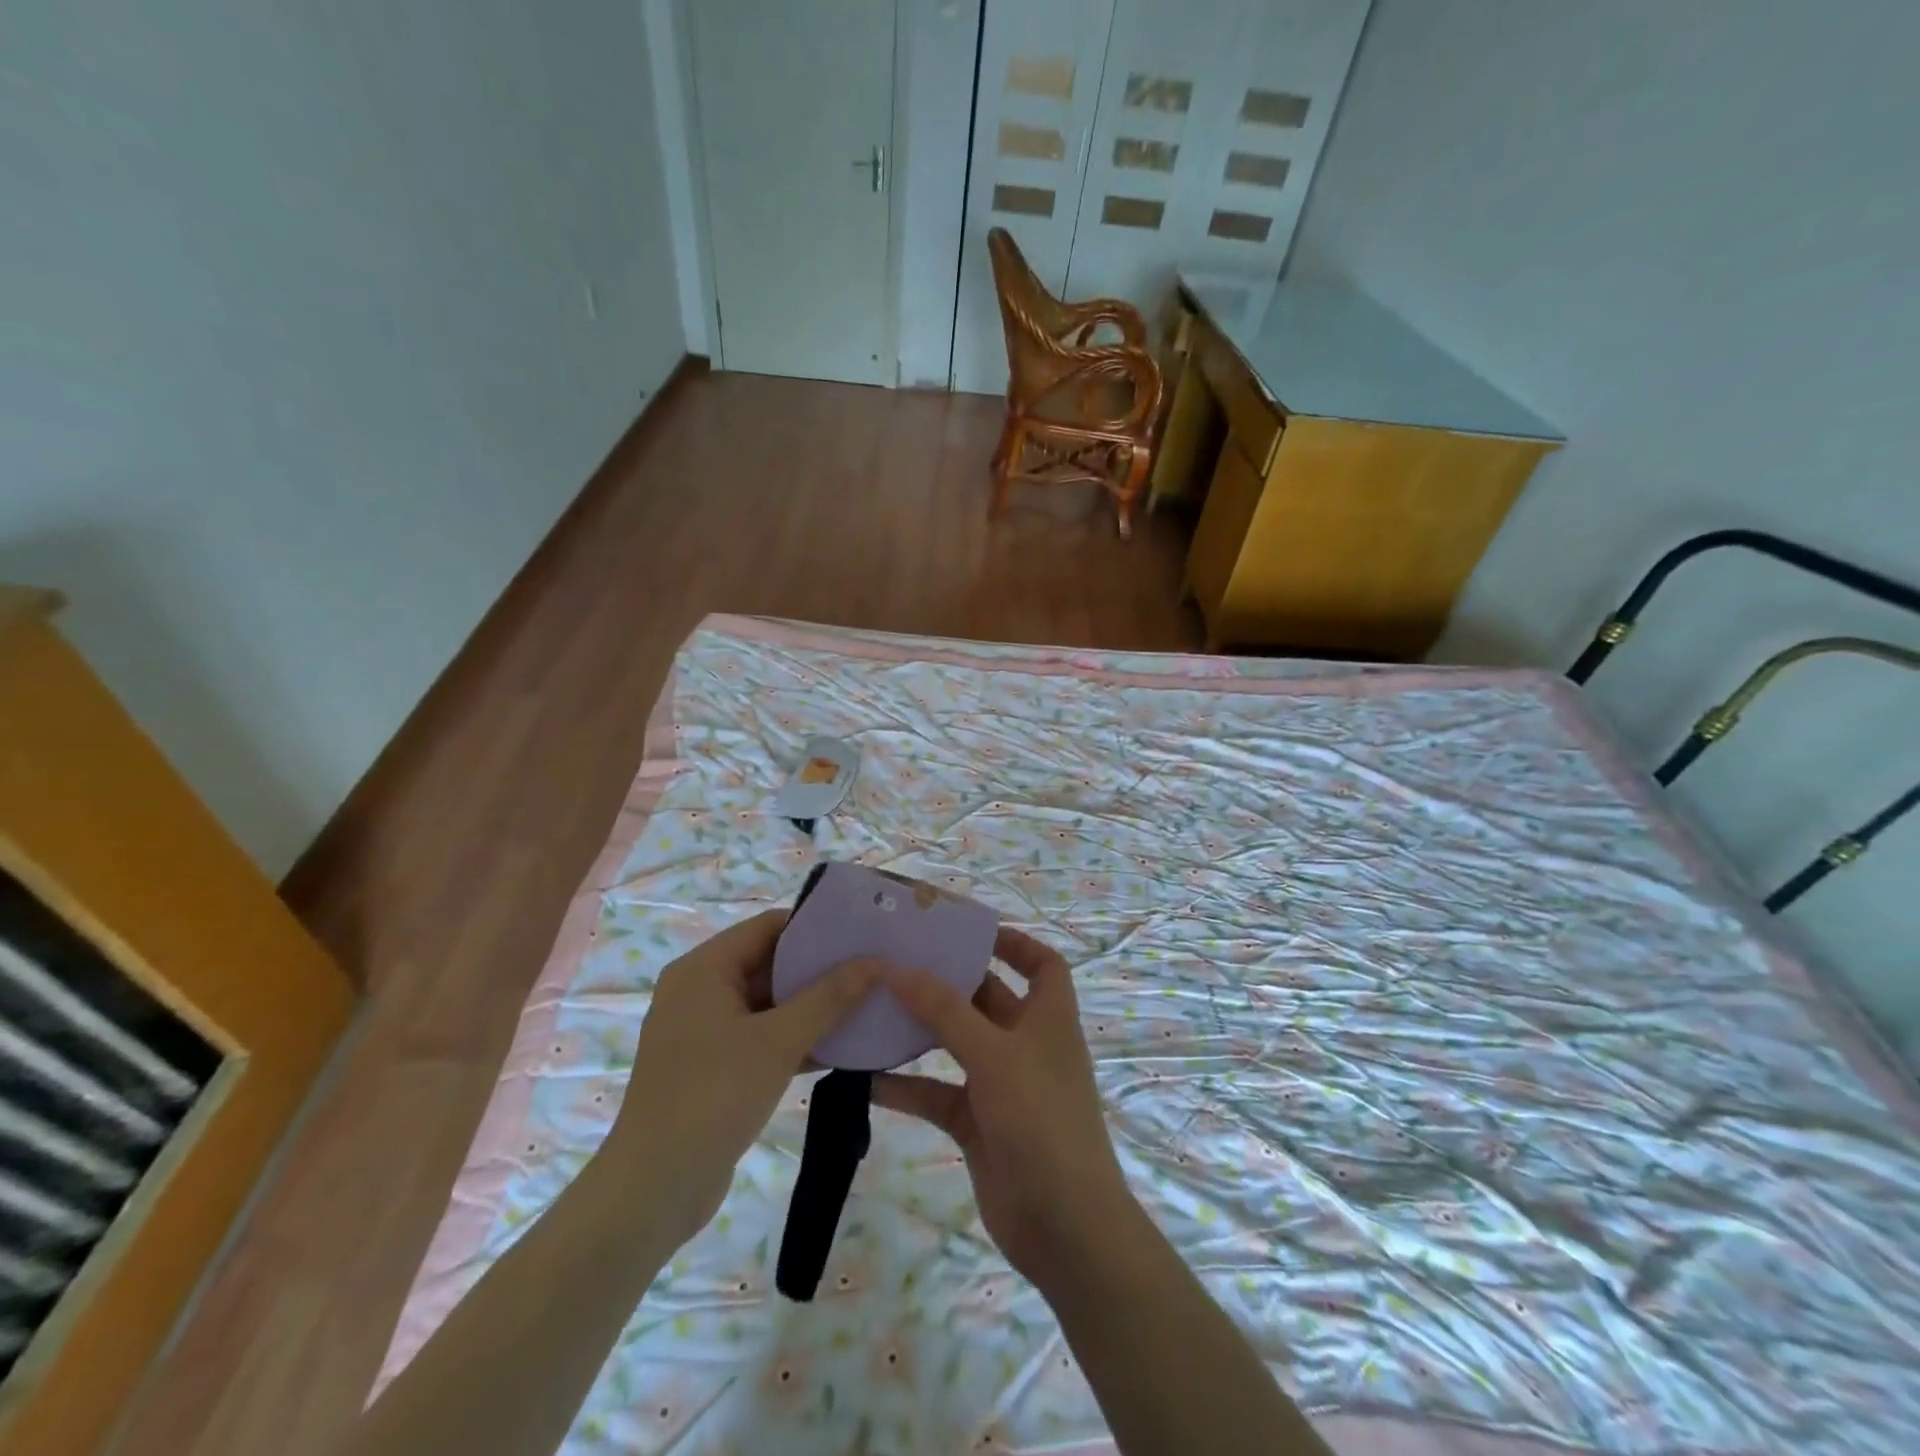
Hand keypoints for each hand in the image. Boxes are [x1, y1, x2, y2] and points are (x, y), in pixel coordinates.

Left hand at [607, 910, 878, 1248]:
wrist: (653, 1191)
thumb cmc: (713, 1096)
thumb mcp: (779, 1041)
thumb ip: (830, 997)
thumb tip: (876, 962)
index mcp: (704, 969)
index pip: (769, 927)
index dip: (816, 927)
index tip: (863, 933)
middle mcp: (700, 991)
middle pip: (770, 963)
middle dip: (821, 969)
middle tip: (874, 970)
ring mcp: (705, 1032)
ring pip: (770, 1004)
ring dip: (814, 1007)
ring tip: (869, 1003)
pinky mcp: (714, 1067)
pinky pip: (762, 1037)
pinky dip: (797, 1039)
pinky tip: (843, 1047)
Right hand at [873, 927, 1137, 1284]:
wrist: (1063, 1227)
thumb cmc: (1041, 1120)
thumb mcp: (994, 1055)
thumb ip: (946, 1011)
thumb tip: (898, 968)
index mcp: (1048, 1018)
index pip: (1042, 964)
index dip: (1014, 942)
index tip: (968, 930)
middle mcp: (1026, 1044)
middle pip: (988, 998)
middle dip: (950, 980)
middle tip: (900, 958)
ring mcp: (1001, 1085)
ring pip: (957, 1045)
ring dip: (922, 1030)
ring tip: (876, 1006)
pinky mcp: (978, 1124)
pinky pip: (937, 1093)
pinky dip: (908, 1086)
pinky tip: (866, 1078)